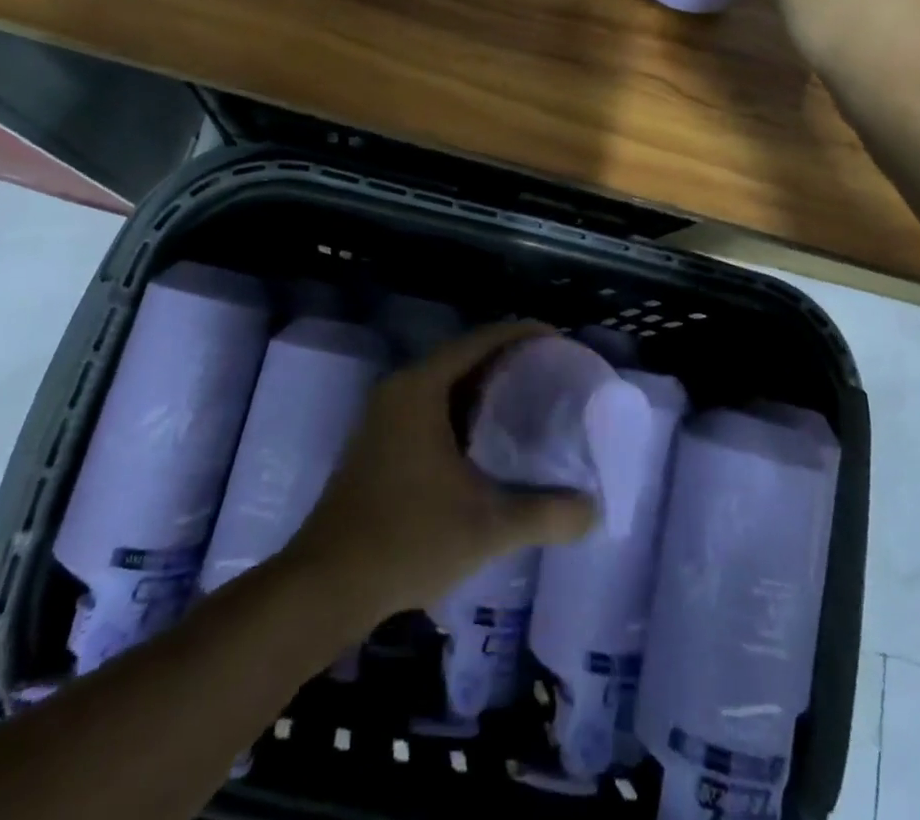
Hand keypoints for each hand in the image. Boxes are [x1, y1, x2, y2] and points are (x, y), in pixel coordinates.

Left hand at [283, 321, 596, 620]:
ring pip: (445, 384)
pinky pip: (430, 407)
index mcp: (421, 387)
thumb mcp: (487, 526)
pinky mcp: (379, 442)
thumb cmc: (407, 539)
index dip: (523, 334)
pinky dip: (464, 411)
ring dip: (485, 387)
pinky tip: (489, 440)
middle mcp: (400, 389)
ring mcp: (384, 415)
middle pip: (464, 357)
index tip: (560, 342)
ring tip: (530, 401)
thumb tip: (594, 511)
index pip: (481, 340)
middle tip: (553, 374)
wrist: (325, 585)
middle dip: (508, 360)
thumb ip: (546, 513)